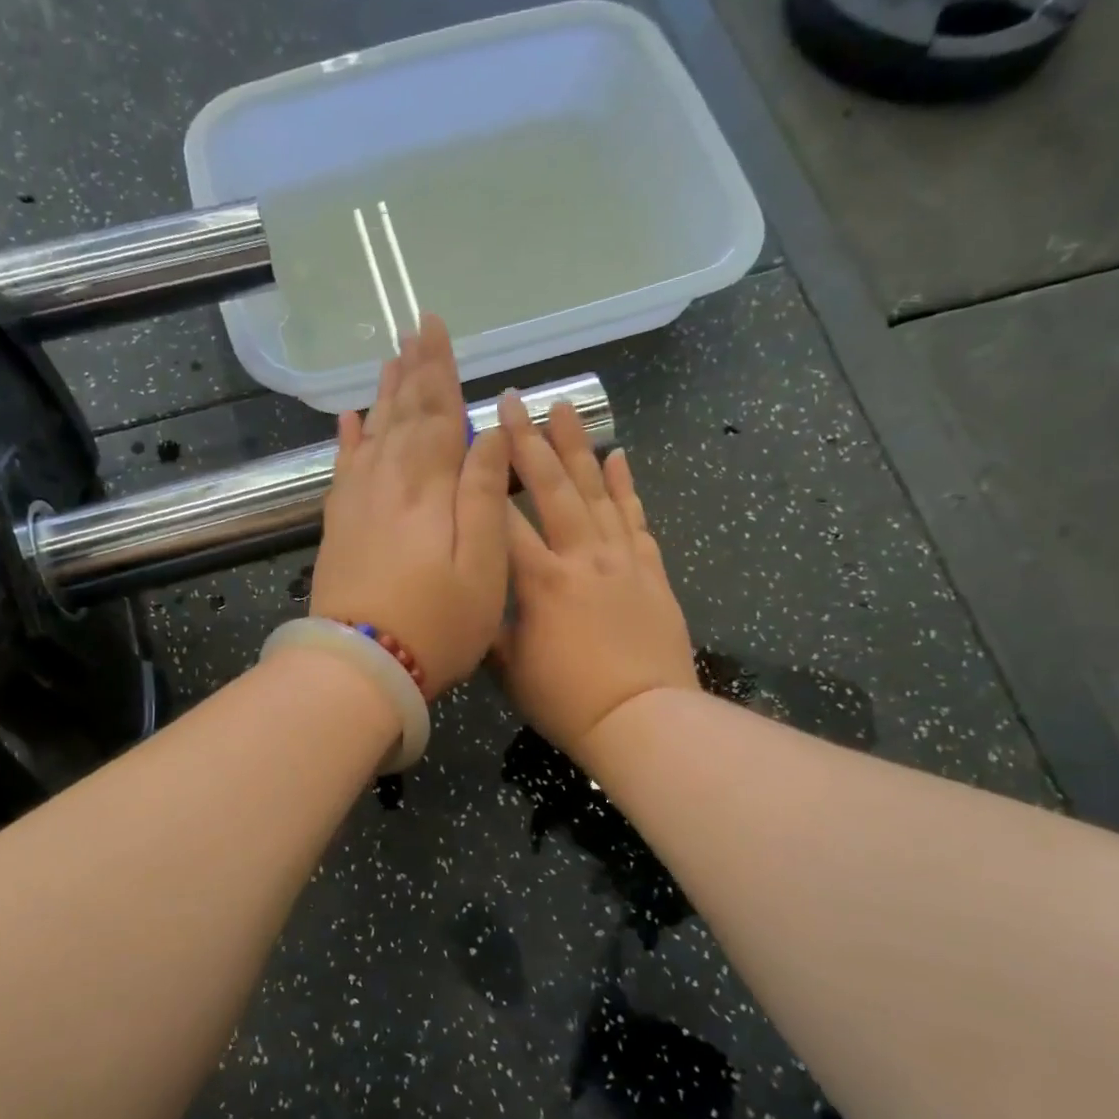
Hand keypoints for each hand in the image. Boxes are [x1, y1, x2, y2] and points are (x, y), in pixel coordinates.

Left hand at [310, 314, 511, 699]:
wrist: (362, 665)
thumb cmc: (437, 623)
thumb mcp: (484, 564)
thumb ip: (484, 493)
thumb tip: (490, 433)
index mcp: (429, 485)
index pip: (438, 412)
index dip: (439, 369)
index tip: (434, 326)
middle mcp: (388, 481)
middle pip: (402, 413)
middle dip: (412, 370)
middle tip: (414, 328)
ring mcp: (357, 502)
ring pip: (373, 433)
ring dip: (384, 395)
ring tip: (390, 360)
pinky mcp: (338, 526)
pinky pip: (343, 468)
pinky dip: (348, 440)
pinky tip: (350, 420)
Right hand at [495, 397, 697, 760]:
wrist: (643, 719)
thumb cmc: (568, 702)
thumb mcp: (511, 671)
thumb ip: (493, 627)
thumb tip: (476, 597)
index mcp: (541, 582)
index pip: (503, 520)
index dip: (482, 479)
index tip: (467, 443)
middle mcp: (582, 558)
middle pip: (553, 488)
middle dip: (530, 441)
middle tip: (516, 399)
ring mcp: (621, 560)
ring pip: (597, 492)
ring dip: (579, 446)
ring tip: (565, 406)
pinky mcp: (651, 571)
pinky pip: (636, 519)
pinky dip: (627, 486)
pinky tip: (618, 455)